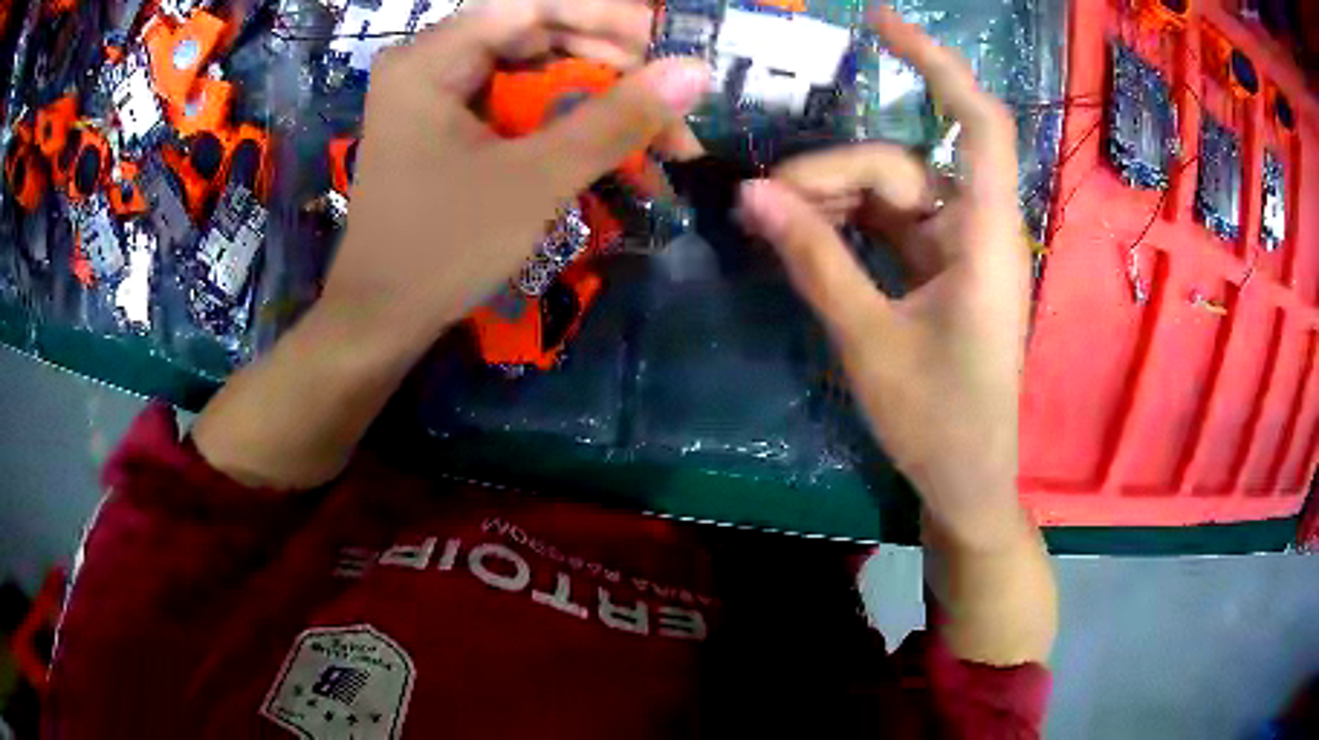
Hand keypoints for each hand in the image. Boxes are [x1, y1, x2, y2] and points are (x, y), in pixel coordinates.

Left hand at [321, 0, 709, 348]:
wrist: (381, 324)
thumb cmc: (443, 250)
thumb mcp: (535, 181)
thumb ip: (615, 120)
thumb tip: (696, 72)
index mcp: (430, 59)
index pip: (531, 6)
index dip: (605, 17)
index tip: (665, 46)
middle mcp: (430, 64)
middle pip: (536, 35)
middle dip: (611, 68)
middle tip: (671, 103)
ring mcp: (438, 97)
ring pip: (536, 73)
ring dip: (600, 104)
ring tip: (661, 141)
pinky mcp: (449, 129)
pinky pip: (520, 108)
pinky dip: (569, 128)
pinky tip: (615, 155)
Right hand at [736, 8, 1028, 546]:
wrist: (965, 481)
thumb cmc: (936, 422)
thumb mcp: (869, 341)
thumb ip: (815, 261)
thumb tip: (750, 196)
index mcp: (984, 237)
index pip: (977, 122)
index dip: (936, 64)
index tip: (879, 23)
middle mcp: (976, 229)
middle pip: (903, 164)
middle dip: (832, 173)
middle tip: (762, 205)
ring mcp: (957, 250)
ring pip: (892, 192)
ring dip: (834, 199)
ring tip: (774, 224)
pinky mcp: (940, 272)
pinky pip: (891, 224)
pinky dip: (849, 224)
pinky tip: (806, 236)